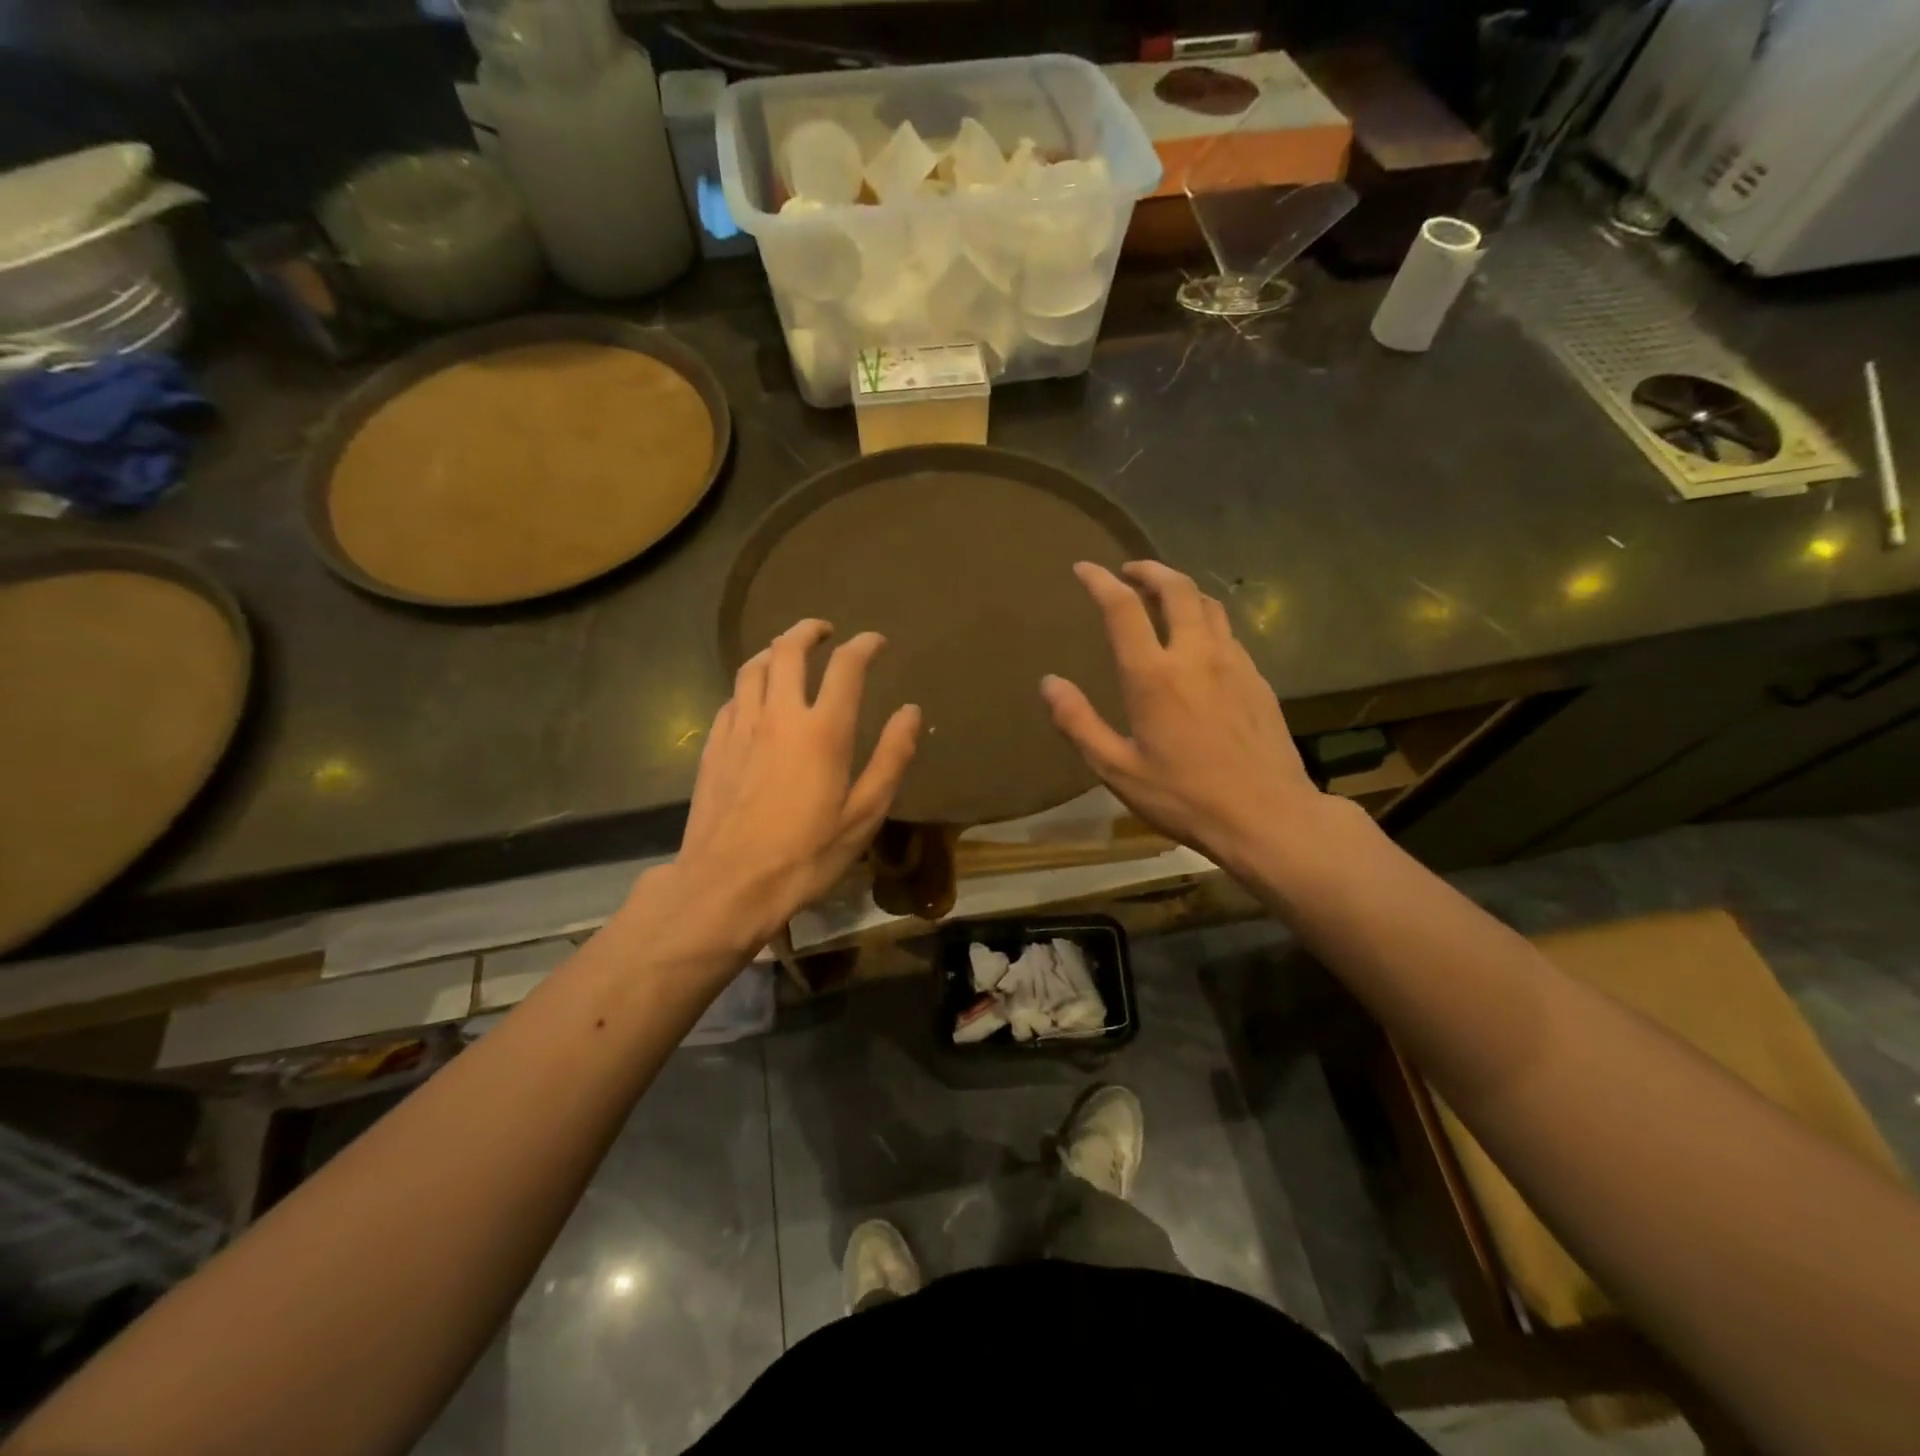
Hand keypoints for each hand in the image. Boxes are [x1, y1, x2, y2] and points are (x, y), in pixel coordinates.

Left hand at [665, 620, 920, 952]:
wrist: (727, 884)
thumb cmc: (805, 855)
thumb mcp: (863, 814)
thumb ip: (890, 758)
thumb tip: (911, 711)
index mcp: (822, 730)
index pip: (845, 666)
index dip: (864, 645)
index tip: (875, 642)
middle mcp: (778, 715)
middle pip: (788, 650)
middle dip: (809, 631)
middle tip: (825, 632)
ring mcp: (739, 727)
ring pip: (752, 667)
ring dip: (773, 650)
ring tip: (786, 652)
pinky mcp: (714, 745)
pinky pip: (732, 697)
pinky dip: (749, 685)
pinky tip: (755, 699)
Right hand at [1041, 561, 1324, 877]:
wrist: (1267, 816)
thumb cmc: (1184, 797)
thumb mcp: (1117, 769)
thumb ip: (1078, 723)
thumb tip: (1049, 683)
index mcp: (1154, 675)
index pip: (1122, 608)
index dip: (1100, 581)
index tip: (1084, 568)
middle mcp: (1196, 655)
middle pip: (1176, 588)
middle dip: (1149, 570)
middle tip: (1129, 571)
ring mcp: (1234, 663)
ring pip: (1208, 604)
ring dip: (1181, 589)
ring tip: (1162, 596)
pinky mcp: (1257, 679)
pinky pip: (1227, 631)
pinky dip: (1205, 619)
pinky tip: (1199, 640)